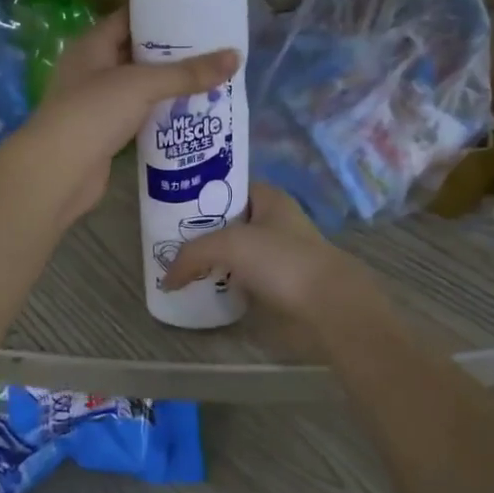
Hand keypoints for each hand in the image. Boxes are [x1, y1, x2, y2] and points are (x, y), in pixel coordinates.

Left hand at [19, 9, 237, 226]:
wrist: (58, 172)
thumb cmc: (93, 113)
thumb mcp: (142, 85)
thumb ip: (188, 73)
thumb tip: (235, 57)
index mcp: (92, 46)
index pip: (128, 19)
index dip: (159, 15)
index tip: (196, 14)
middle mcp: (92, 70)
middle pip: (137, 54)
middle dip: (172, 54)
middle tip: (212, 50)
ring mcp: (97, 104)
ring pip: (140, 88)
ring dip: (169, 87)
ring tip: (210, 80)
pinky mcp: (105, 134)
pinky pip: (139, 116)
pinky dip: (161, 115)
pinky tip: (190, 115)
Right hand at [162, 183, 375, 323]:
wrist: (327, 305)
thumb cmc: (281, 260)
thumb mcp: (230, 244)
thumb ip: (192, 255)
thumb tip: (167, 280)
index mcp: (268, 197)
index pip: (226, 187)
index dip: (198, 194)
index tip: (168, 207)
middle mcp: (273, 221)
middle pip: (226, 221)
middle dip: (199, 231)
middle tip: (166, 242)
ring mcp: (277, 253)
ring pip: (234, 252)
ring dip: (210, 260)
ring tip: (177, 267)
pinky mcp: (278, 283)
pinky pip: (241, 277)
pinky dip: (223, 282)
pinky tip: (202, 289)